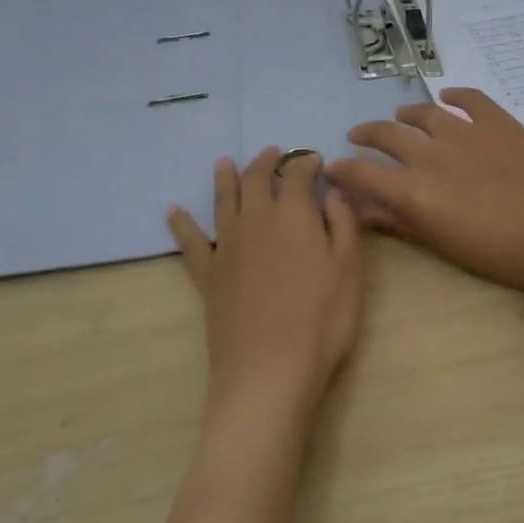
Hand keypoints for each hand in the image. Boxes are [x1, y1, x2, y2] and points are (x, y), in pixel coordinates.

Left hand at [167, 149, 362, 412]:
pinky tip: (173, 212)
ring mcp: (227, 246)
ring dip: (225, 178)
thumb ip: (344, 225)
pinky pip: (190, 242)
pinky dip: (181, 224)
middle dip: (266, 162)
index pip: (298, 175)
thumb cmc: (322, 320)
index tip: (315, 161)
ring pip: (223, 201)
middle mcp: (256, 220)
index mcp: (294, 214)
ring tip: (224, 163)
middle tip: (272, 153)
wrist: (269, 369)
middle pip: (256, 179)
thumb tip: (333, 193)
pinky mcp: (207, 275)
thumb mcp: (350, 270)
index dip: (306, 164)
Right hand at [325, 89, 523, 304]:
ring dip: (405, 116)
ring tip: (399, 118)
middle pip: (386, 135)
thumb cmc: (499, 254)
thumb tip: (362, 208)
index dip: (342, 170)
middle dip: (365, 135)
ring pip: (423, 114)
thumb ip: (399, 221)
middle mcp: (432, 153)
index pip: (363, 173)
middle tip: (358, 138)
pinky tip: (448, 97)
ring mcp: (467, 132)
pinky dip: (455, 96)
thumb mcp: (442, 243)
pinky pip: (470, 99)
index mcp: (414, 189)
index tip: (332, 168)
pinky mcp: (499, 122)